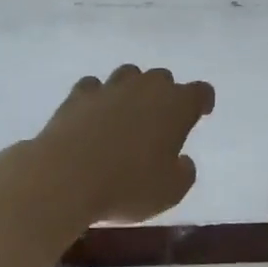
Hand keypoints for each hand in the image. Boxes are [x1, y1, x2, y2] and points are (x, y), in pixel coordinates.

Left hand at [34, 66, 215, 223]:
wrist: (65, 178)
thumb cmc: (128, 186)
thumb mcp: (171, 192)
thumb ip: (184, 173)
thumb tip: (182, 161)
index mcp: (177, 106)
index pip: (200, 92)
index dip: (202, 101)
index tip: (200, 113)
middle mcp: (146, 88)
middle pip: (163, 78)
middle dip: (165, 94)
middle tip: (160, 120)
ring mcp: (110, 88)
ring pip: (129, 74)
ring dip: (132, 90)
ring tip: (127, 113)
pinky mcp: (77, 96)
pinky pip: (94, 86)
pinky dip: (98, 97)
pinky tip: (93, 114)